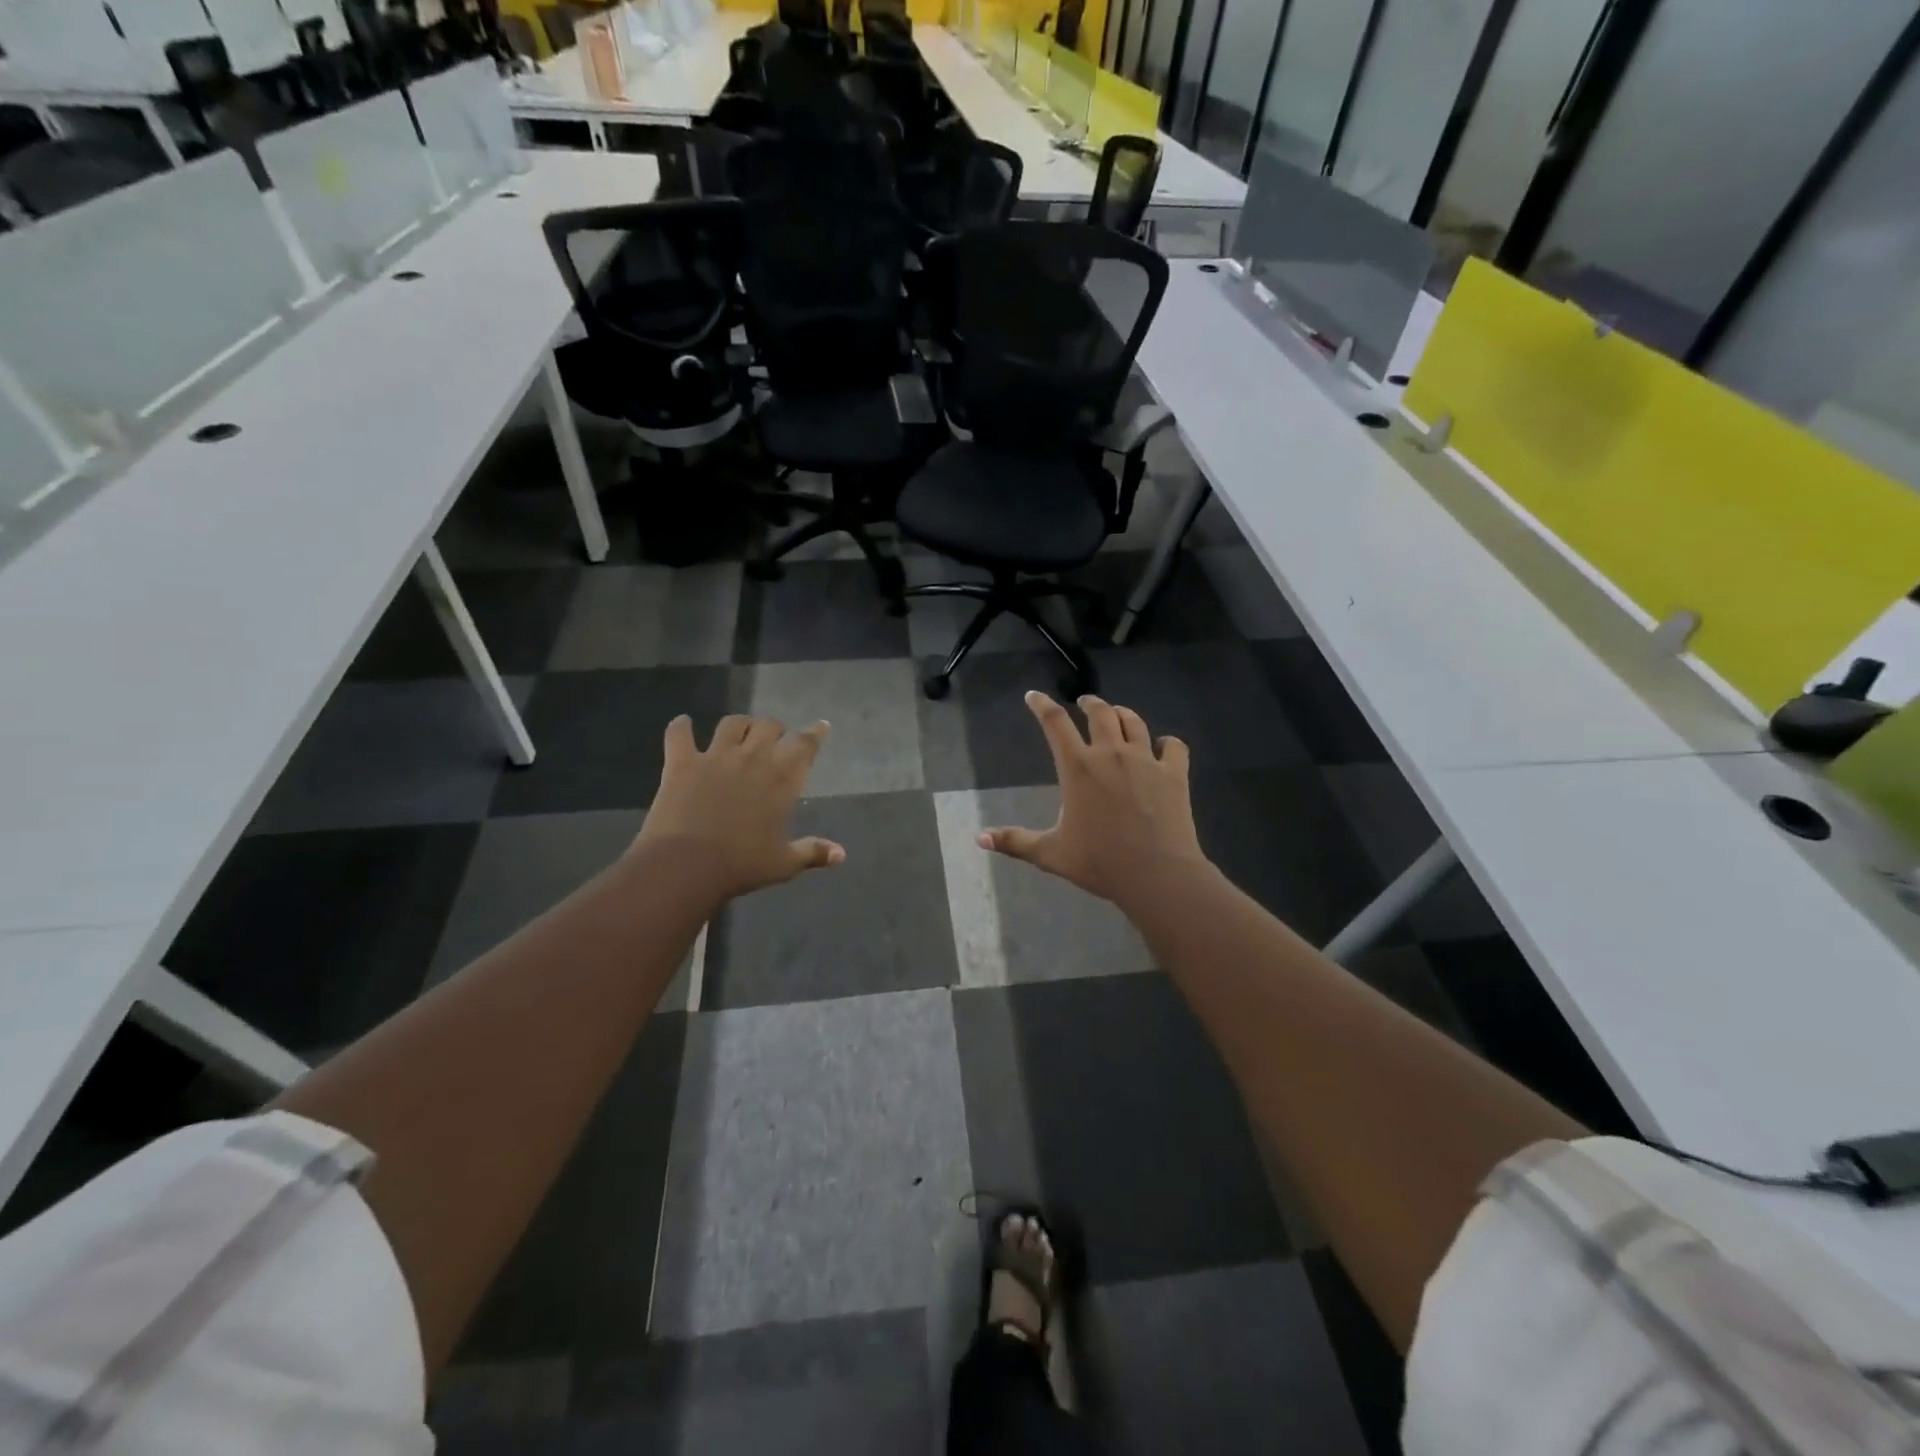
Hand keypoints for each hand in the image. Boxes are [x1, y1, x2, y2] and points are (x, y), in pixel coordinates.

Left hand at [632, 713, 844, 903]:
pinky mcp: (682, 763)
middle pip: (769, 725)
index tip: (821, 726)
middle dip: (775, 729)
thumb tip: (841, 855)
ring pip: (732, 723)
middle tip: (774, 741)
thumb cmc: (742, 865)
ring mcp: (715, 756)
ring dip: (740, 724)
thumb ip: (813, 852)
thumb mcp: (784, 864)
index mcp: (782, 779)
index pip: (805, 744)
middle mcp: (752, 758)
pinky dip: (681, 726)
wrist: (686, 866)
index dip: (815, 733)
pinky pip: (679, 734)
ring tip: (739, 732)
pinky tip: (683, 724)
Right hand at [980, 692, 1207, 906]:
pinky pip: (1173, 745)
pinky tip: (1162, 746)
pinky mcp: (1174, 772)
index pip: (1055, 722)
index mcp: (1078, 768)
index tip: (1034, 696)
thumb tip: (979, 838)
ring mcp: (1146, 760)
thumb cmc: (1100, 862)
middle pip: (1099, 712)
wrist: (1157, 874)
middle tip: (1083, 703)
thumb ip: (1015, 841)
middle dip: (1088, 703)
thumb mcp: (1051, 854)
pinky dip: (1166, 742)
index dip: (1042, 704)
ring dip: (1122, 714)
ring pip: (1134, 722)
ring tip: (1117, 715)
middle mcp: (1111, 753)